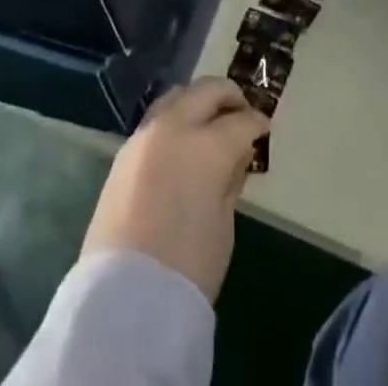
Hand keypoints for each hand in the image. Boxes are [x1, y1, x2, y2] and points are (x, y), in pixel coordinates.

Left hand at [81, 78, 268, 303]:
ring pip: (177, 95)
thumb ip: (230, 180)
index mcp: (207, 145)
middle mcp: (174, 126)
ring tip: (210, 120)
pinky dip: (175, 118)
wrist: (124, 298)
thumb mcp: (224, 225)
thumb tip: (234, 157)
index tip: (264, 129)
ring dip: (198, 101)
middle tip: (242, 111)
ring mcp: (145, 134)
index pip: (241, 121)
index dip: (257, 124)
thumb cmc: (187, 268)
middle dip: (229, 96)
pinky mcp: (124, 150)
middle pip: (206, 90)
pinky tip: (182, 140)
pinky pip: (156, 118)